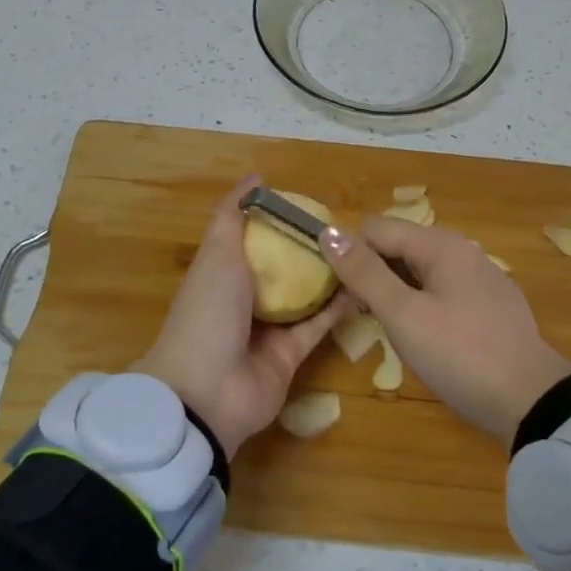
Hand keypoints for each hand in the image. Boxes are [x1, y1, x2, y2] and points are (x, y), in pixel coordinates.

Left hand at [132, 179, 350, 458]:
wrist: (206, 393)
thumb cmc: (207, 312)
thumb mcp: (216, 254)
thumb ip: (232, 216)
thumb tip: (254, 178)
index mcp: (221, 274)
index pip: (251, 240)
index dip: (277, 221)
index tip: (310, 203)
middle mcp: (243, 300)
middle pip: (281, 269)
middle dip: (308, 249)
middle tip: (345, 227)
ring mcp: (268, 330)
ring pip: (304, 297)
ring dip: (328, 277)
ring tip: (361, 251)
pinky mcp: (291, 356)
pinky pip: (318, 326)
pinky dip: (339, 308)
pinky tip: (364, 285)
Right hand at [321, 218, 570, 445]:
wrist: (531, 402)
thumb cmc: (460, 355)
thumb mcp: (403, 314)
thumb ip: (364, 272)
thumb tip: (328, 232)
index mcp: (440, 245)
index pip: (375, 229)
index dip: (350, 256)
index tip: (339, 296)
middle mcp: (461, 252)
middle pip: (397, 248)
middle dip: (371, 275)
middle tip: (360, 317)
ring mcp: (478, 280)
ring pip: (418, 273)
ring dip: (393, 294)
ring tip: (386, 331)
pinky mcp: (487, 307)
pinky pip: (440, 293)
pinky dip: (420, 307)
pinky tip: (421, 339)